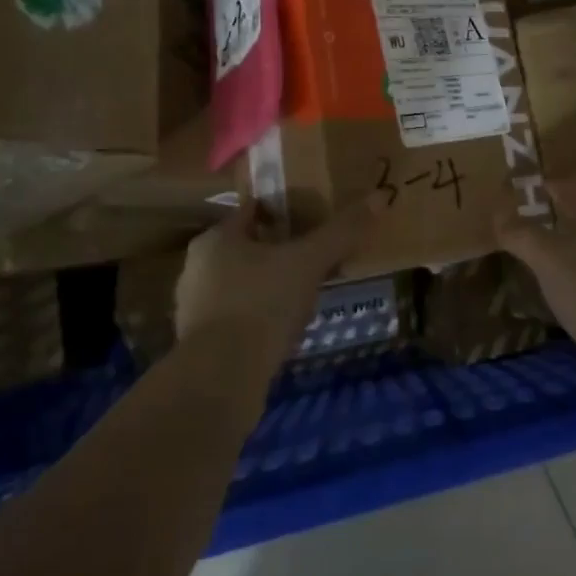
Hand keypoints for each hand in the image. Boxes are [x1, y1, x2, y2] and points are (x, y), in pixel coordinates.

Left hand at [174, 199, 374, 367]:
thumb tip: (380, 196)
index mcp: (216, 239)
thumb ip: (341, 231)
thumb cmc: (261, 304)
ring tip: (306, 295)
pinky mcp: (201, 344)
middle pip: (248, 248)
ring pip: (242, 284)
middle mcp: (197, 268)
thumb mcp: (309, 262)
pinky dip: (260, 318)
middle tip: (316, 259)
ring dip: (270, 287)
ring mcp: (195, 308)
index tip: (314, 220)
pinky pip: (238, 318)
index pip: (253, 211)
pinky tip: (284, 329)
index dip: (285, 212)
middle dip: (280, 252)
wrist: (221, 379)